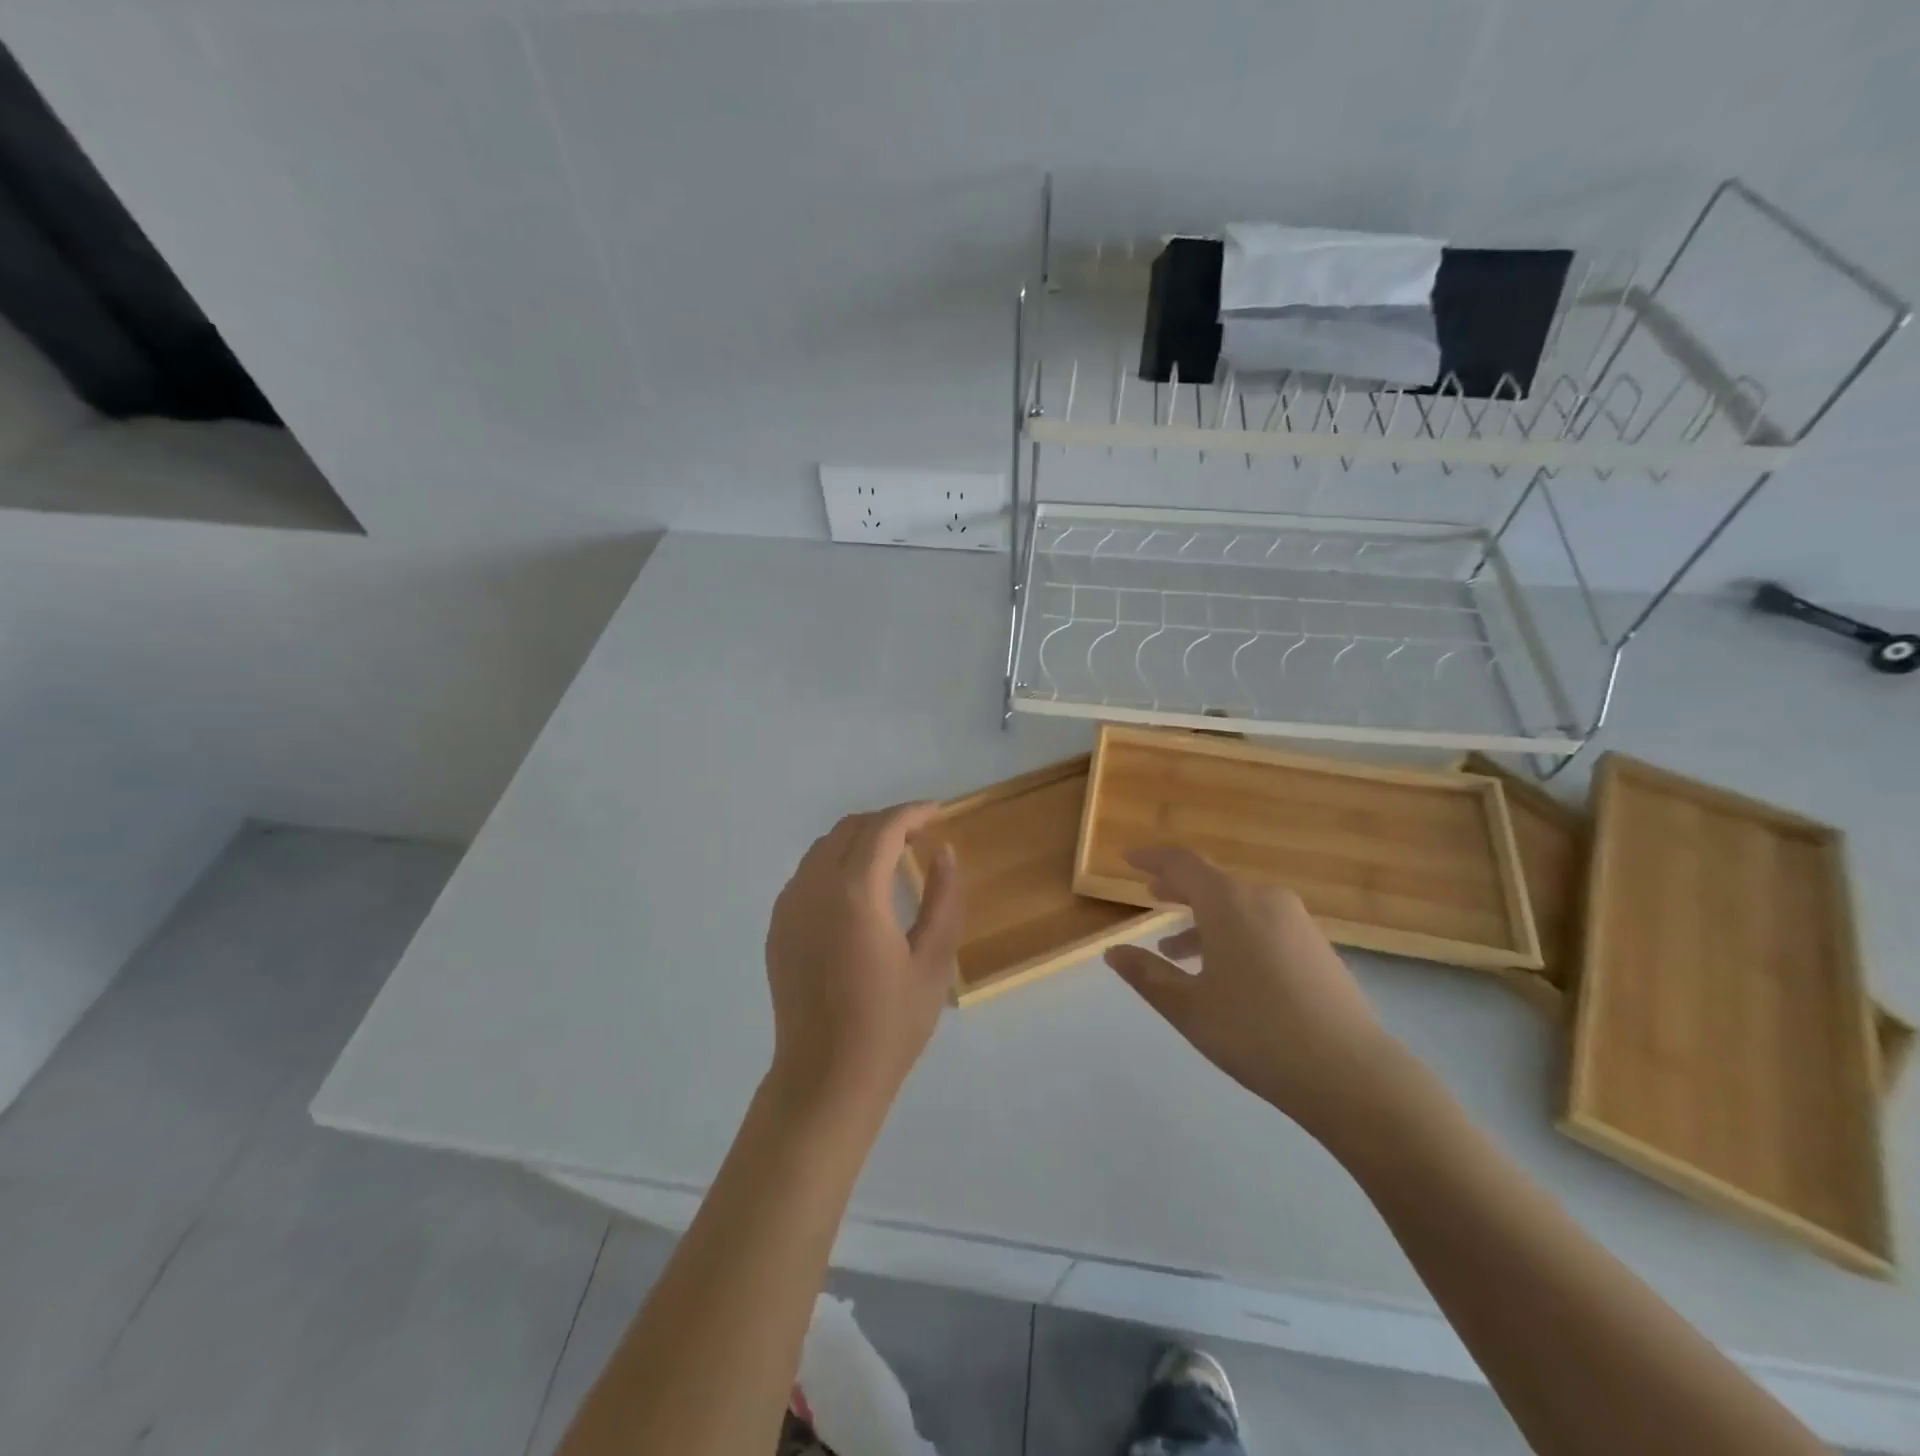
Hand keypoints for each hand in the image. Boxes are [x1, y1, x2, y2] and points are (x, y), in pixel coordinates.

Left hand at [764, 803, 963, 1116]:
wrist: (824, 1078)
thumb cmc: (889, 1025)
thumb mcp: (932, 962)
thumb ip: (943, 898)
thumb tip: (944, 851)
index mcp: (856, 893)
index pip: (884, 828)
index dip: (913, 813)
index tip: (938, 812)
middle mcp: (815, 888)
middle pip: (850, 828)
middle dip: (887, 821)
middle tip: (920, 836)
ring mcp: (789, 906)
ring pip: (824, 847)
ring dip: (859, 839)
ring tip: (892, 858)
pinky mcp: (778, 926)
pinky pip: (807, 873)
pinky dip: (836, 863)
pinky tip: (858, 890)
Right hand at [1104, 847, 1397, 1134]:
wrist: (1351, 1073)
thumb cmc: (1256, 1032)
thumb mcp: (1189, 1007)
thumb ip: (1147, 975)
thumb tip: (1113, 952)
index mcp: (1229, 902)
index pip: (1181, 863)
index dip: (1151, 859)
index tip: (1127, 859)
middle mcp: (1264, 899)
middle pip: (1212, 881)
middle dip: (1178, 888)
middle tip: (1150, 895)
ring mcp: (1296, 922)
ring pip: (1238, 905)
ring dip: (1203, 919)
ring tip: (1174, 949)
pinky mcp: (1316, 946)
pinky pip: (1262, 923)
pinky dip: (1232, 932)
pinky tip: (1223, 971)